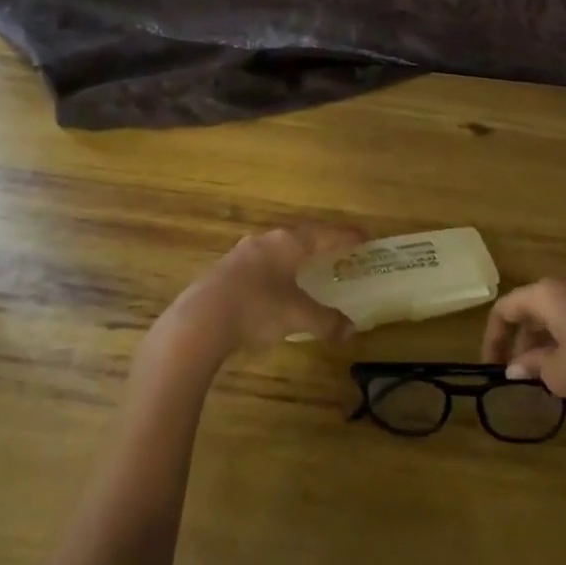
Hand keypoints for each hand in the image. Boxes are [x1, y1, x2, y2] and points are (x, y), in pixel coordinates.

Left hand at [169, 224, 366, 355]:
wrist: (199, 322)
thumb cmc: (257, 309)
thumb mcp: (298, 316)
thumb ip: (326, 321)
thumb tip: (351, 330)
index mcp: (288, 243)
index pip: (326, 233)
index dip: (347, 236)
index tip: (365, 237)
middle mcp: (265, 241)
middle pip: (301, 236)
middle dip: (321, 242)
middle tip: (339, 250)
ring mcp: (241, 254)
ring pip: (277, 249)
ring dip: (296, 256)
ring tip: (308, 266)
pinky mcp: (225, 271)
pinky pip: (261, 264)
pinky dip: (277, 270)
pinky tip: (276, 286)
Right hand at [481, 273, 565, 406]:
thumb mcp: (559, 373)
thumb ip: (532, 366)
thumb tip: (515, 367)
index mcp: (546, 294)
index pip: (505, 309)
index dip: (493, 338)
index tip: (493, 367)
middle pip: (533, 307)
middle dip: (523, 339)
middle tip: (522, 371)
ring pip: (560, 310)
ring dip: (548, 337)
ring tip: (549, 370)